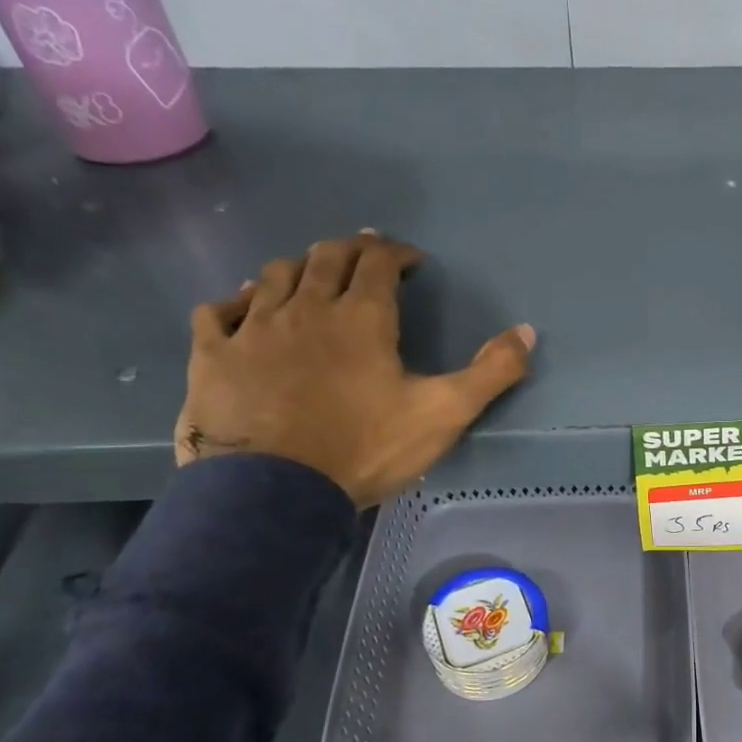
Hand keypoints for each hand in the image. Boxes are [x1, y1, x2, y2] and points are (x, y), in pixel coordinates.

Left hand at [175, 233, 534, 509]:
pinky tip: (243, 307)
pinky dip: (235, 301)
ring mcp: (254, 328)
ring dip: (298, 268)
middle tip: (365, 256)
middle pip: (325, 257)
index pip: (378, 261)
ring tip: (311, 276)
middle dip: (350, 249)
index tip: (411, 259)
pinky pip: (218, 310)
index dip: (396, 252)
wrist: (276, 492)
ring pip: (273, 274)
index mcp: (362, 317)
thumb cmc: (365, 449)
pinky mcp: (214, 355)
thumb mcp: (444, 414)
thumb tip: (527, 331)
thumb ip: (491, 372)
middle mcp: (306, 308)